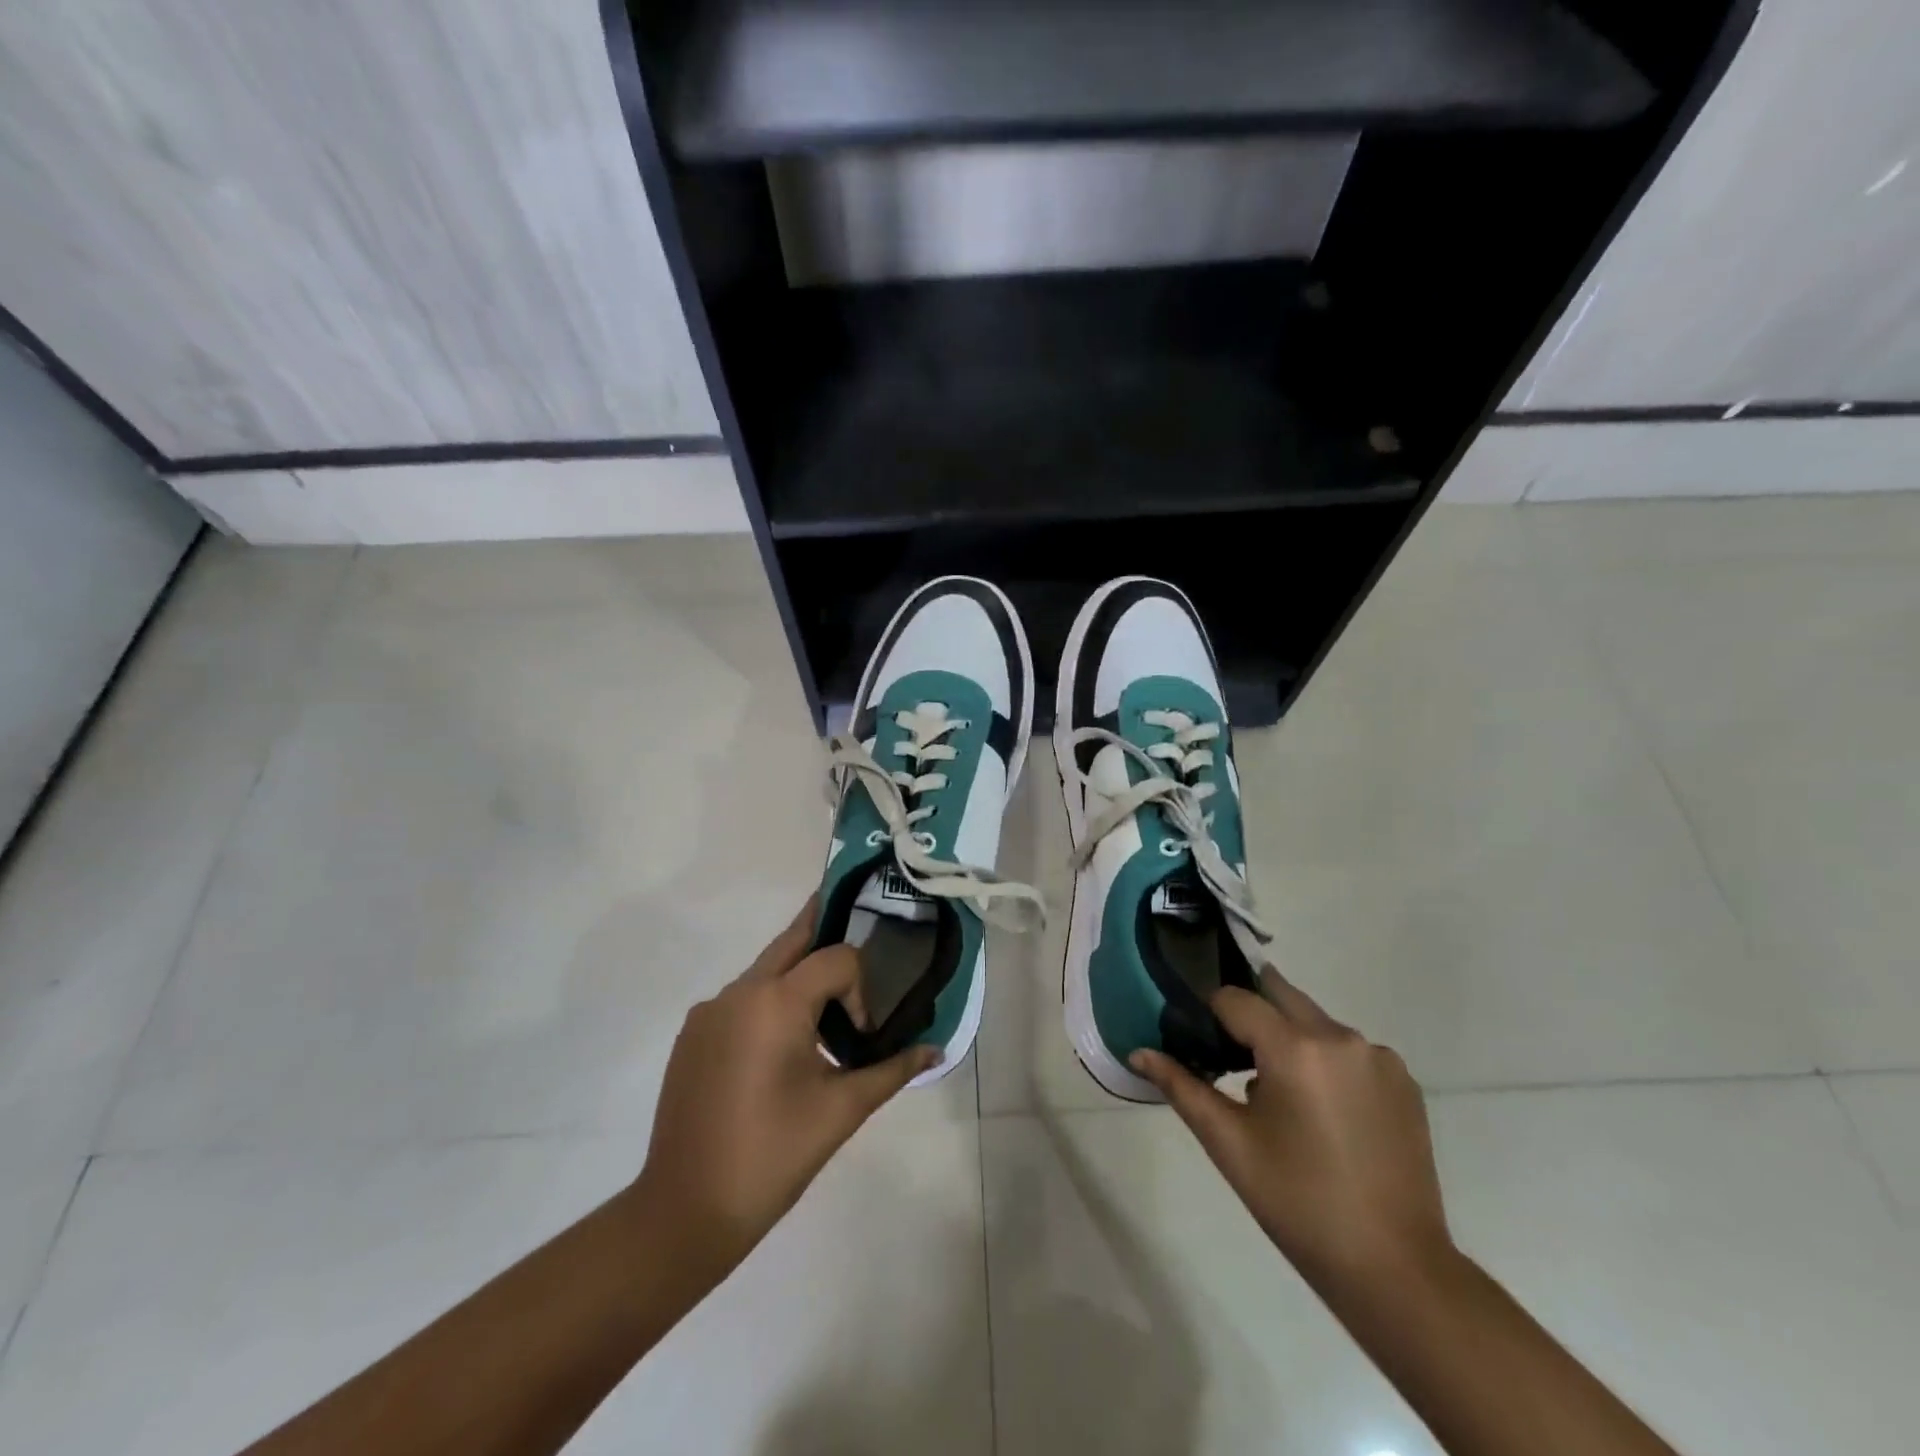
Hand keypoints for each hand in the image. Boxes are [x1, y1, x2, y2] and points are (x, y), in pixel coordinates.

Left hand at [634, 900, 937, 1271]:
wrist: (684, 1211)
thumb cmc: (772, 1156)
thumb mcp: (841, 1111)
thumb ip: (892, 1070)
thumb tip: (936, 1050)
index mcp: (775, 1002)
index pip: (835, 958)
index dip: (859, 989)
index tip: (862, 1036)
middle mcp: (738, 991)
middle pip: (792, 941)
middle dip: (824, 932)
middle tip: (855, 924)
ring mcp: (708, 1011)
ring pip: (765, 972)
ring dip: (797, 980)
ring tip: (821, 1022)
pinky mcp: (692, 1035)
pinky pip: (740, 1000)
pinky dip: (768, 1006)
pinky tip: (777, 1054)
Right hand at [1131, 968, 1451, 1290]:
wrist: (1394, 1268)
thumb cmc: (1298, 1202)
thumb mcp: (1229, 1143)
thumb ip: (1181, 1086)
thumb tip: (1138, 1052)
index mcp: (1295, 1047)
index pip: (1234, 998)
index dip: (1208, 1011)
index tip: (1198, 1038)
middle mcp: (1340, 1036)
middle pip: (1278, 994)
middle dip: (1249, 1013)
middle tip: (1230, 1053)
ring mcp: (1378, 1056)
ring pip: (1314, 1020)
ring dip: (1288, 1037)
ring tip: (1276, 1092)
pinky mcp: (1404, 1080)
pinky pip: (1348, 1048)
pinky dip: (1325, 1060)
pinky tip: (1322, 1110)